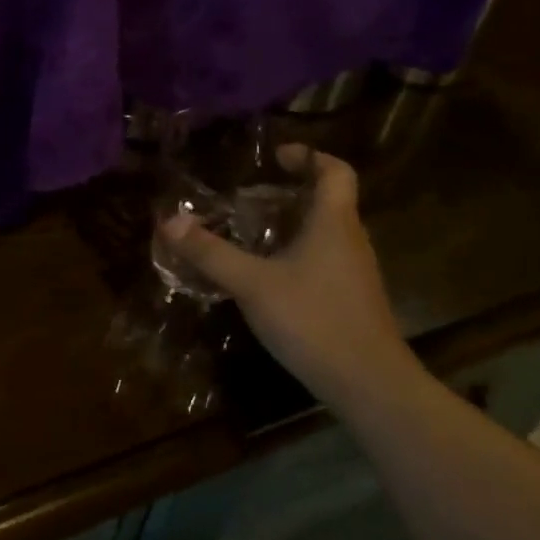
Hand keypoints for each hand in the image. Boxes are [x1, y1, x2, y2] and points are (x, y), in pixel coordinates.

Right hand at [159, 146, 409, 400]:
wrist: (369, 384)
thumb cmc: (313, 320)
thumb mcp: (252, 284)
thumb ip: (211, 253)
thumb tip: (169, 221)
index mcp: (333, 222)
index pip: (335, 171)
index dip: (308, 156)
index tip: (275, 158)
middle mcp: (350, 240)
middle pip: (328, 200)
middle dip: (289, 192)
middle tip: (247, 198)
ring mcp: (354, 272)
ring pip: (325, 232)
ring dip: (291, 224)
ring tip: (249, 233)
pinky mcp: (351, 299)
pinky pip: (323, 260)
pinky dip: (296, 254)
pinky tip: (267, 277)